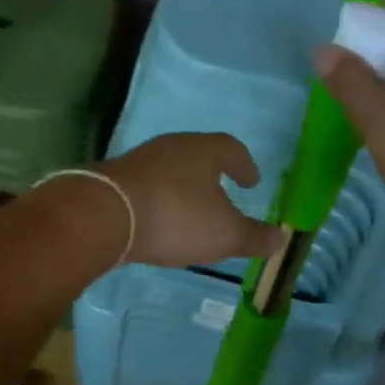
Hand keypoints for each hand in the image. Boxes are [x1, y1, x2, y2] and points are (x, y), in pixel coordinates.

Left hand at [99, 133, 282, 268]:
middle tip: (223, 193)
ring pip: (171, 170)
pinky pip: (148, 186)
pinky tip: (159, 221)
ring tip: (192, 212)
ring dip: (184, 188)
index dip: (245, 165)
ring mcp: (140, 160)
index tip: (251, 181)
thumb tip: (280, 238)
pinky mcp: (115, 179)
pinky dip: (160, 200)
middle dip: (213, 174)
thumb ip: (254, 237)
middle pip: (199, 155)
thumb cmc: (176, 217)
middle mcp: (172, 146)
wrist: (104, 216)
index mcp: (204, 150)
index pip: (232, 149)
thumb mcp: (225, 234)